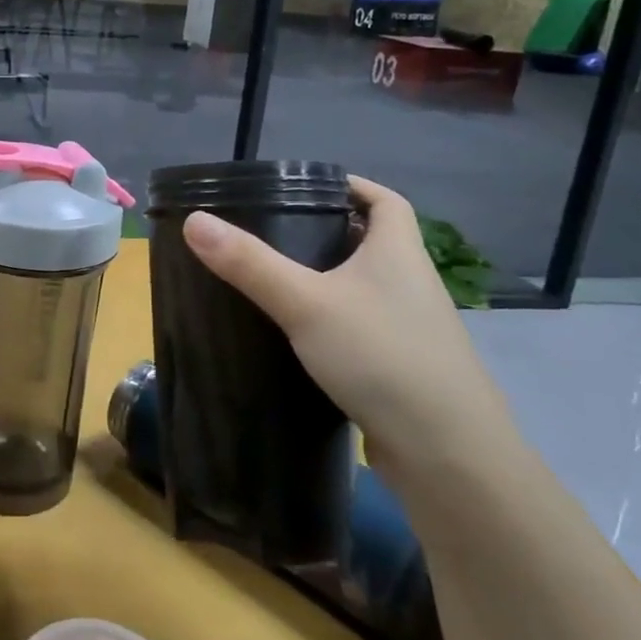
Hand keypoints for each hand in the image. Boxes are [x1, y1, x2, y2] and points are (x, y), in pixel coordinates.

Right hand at [181, 176, 517, 490]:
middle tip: (273, 231)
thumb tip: (195, 220)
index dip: (351, 186)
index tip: (306, 187)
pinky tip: (298, 336)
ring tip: (275, 278)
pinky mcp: (402, 367)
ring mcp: (410, 329)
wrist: (446, 453)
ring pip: (365, 288)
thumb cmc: (381, 356)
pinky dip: (333, 322)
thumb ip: (249, 263)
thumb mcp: (305, 302)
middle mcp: (411, 284)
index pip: (385, 200)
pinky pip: (362, 327)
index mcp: (399, 253)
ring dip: (328, 279)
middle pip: (371, 241)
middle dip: (327, 232)